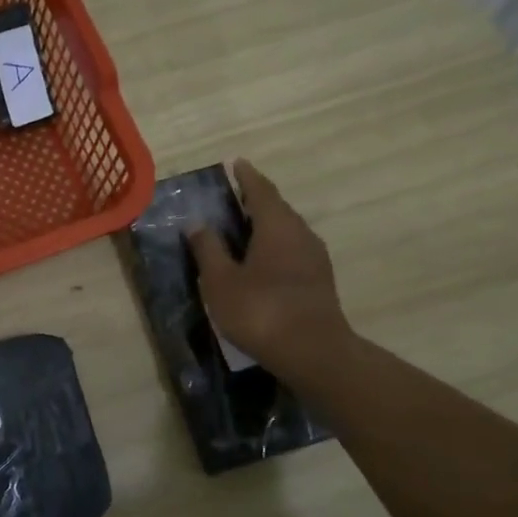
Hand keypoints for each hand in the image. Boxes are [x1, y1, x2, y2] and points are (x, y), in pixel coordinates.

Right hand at [187, 159, 356, 380]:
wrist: (313, 353)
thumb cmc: (261, 311)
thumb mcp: (221, 281)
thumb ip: (209, 250)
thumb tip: (198, 224)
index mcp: (277, 226)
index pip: (261, 190)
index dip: (247, 176)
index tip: (236, 163)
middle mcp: (301, 234)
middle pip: (277, 209)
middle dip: (256, 201)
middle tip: (234, 198)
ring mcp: (315, 259)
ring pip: (287, 232)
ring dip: (266, 226)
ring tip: (243, 230)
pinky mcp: (319, 281)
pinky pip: (293, 252)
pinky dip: (275, 248)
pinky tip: (261, 263)